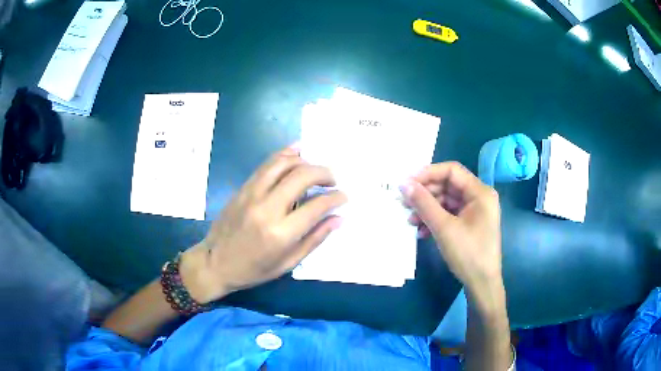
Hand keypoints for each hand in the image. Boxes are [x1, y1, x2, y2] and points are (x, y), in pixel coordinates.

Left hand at [180, 146, 346, 303]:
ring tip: (315, 168)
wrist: (215, 262)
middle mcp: (267, 208)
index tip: (343, 196)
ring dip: (304, 160)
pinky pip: (266, 164)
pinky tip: (296, 153)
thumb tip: (339, 218)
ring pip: (283, 163)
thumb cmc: (253, 269)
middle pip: (302, 176)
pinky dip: (284, 155)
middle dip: (323, 173)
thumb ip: (315, 238)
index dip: (335, 198)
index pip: (317, 205)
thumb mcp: (288, 263)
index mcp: (281, 233)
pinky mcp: (243, 188)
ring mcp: (252, 194)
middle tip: (332, 180)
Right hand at [401, 162, 502, 298]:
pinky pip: (449, 214)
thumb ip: (424, 203)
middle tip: (405, 203)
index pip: (451, 170)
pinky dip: (435, 219)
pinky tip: (421, 231)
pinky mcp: (469, 223)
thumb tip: (403, 184)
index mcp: (480, 192)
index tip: (407, 184)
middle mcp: (479, 197)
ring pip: (446, 201)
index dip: (428, 173)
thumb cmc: (468, 254)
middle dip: (426, 194)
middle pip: (448, 185)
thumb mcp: (444, 228)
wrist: (482, 284)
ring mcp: (475, 211)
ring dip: (427, 209)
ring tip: (411, 220)